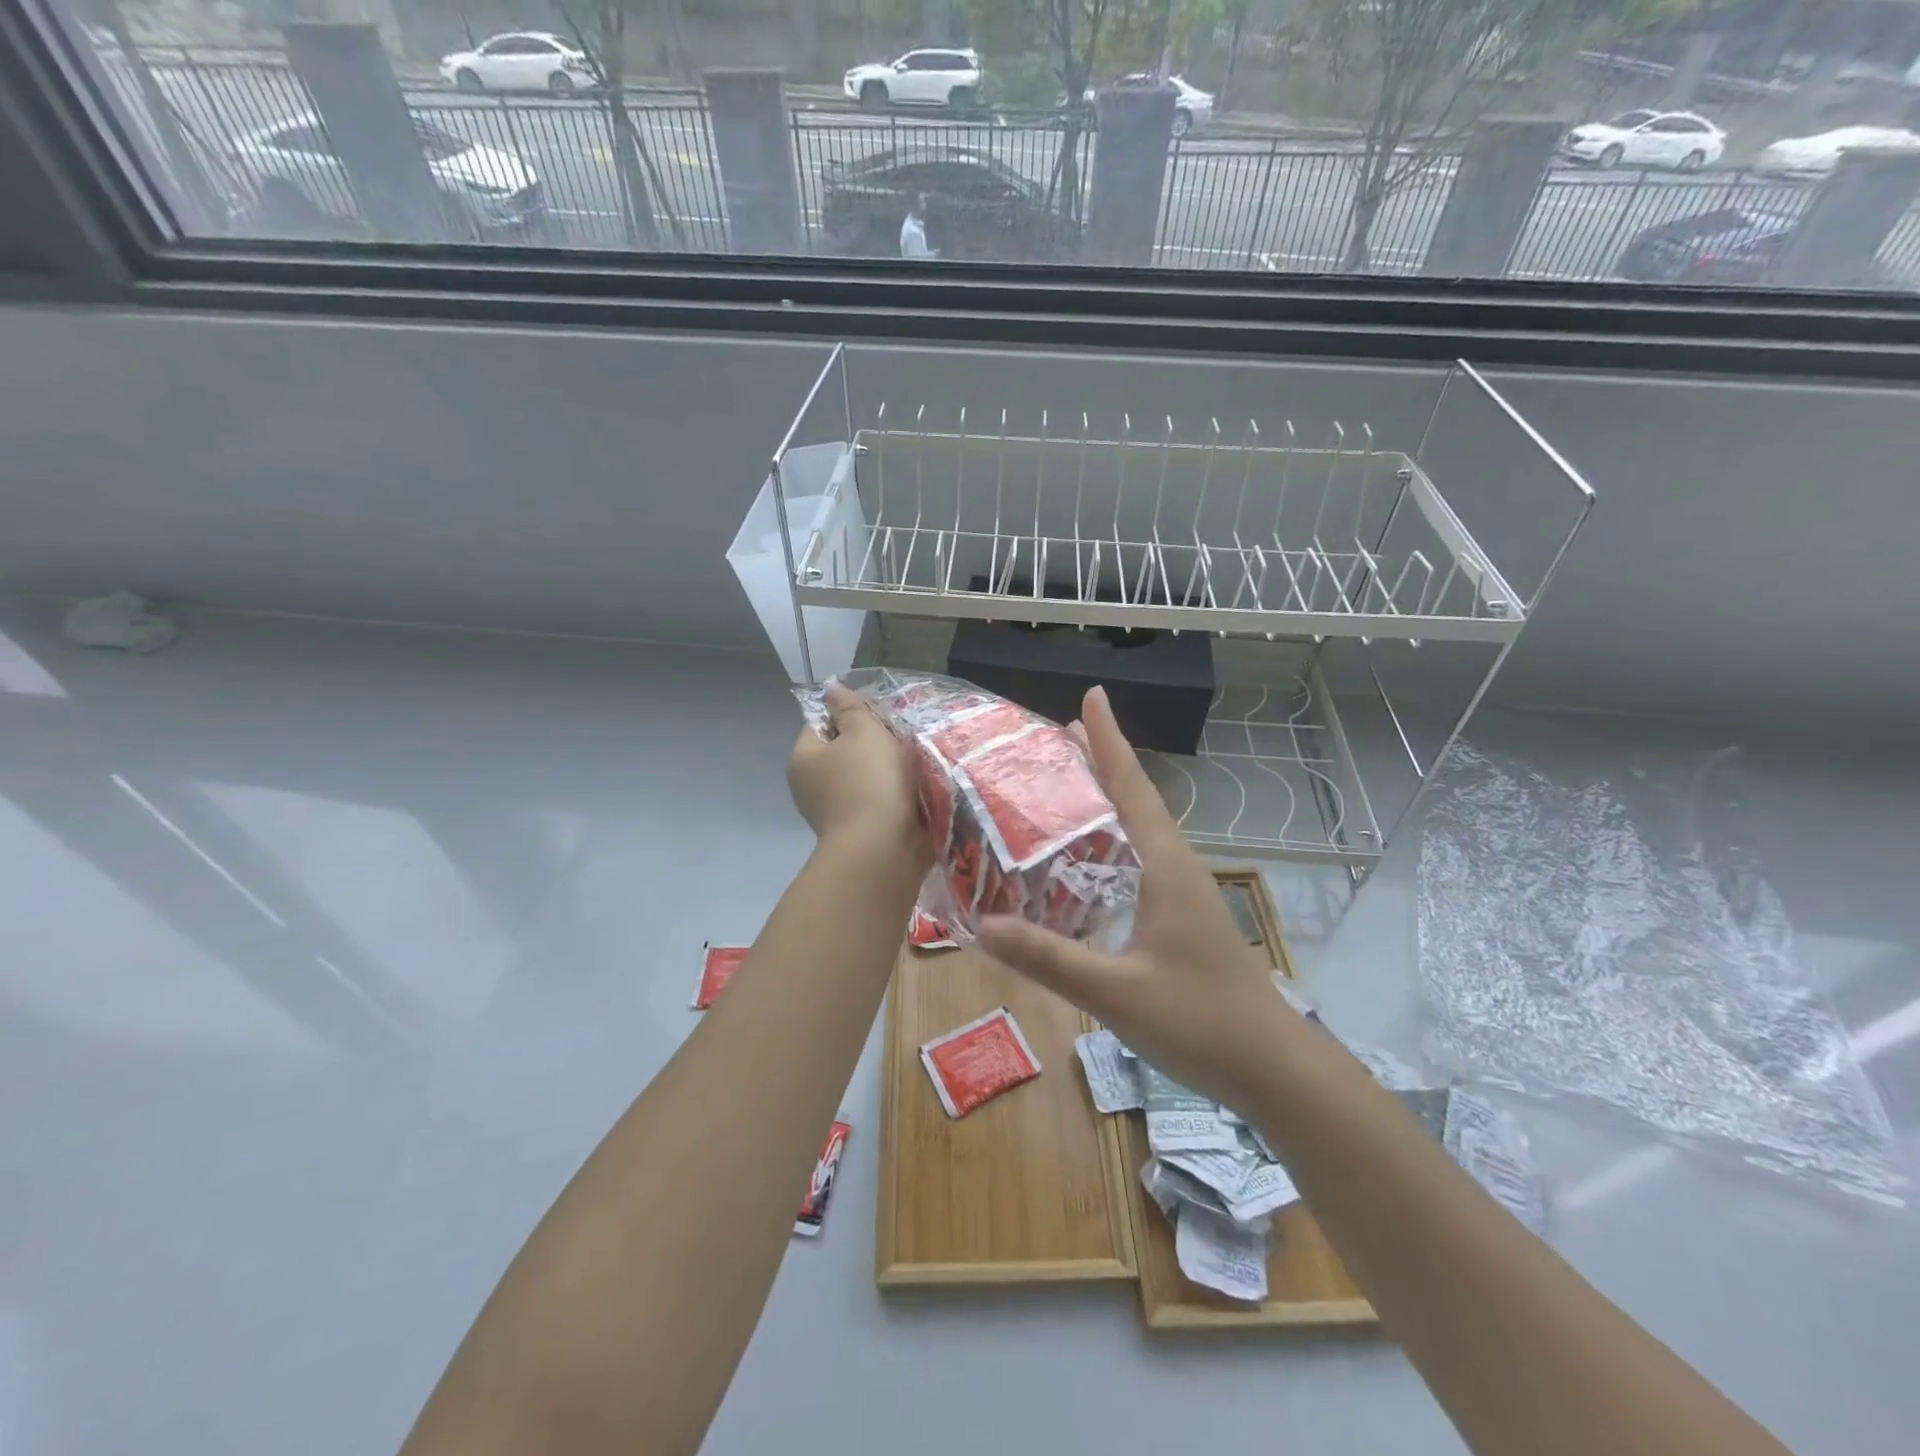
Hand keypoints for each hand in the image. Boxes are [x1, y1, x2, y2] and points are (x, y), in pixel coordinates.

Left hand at [788, 682, 929, 866]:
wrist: (882, 849)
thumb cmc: (870, 782)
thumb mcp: (863, 731)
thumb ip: (849, 707)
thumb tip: (831, 687)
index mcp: (804, 757)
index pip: (821, 722)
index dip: (849, 714)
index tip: (878, 718)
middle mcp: (810, 785)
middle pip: (842, 751)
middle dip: (871, 744)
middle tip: (899, 740)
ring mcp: (832, 812)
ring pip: (861, 777)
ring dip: (885, 772)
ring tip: (912, 766)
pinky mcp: (856, 832)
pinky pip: (874, 802)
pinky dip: (890, 796)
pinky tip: (911, 793)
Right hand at [976, 686, 1303, 1108]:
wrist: (1272, 1068)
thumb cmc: (1200, 1021)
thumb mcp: (1115, 992)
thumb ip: (1048, 958)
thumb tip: (983, 923)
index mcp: (1164, 865)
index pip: (1131, 786)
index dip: (1109, 739)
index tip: (1092, 695)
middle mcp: (1174, 866)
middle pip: (1131, 798)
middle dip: (1097, 763)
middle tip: (1051, 739)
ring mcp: (1180, 892)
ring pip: (1135, 829)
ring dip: (1102, 801)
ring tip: (1059, 787)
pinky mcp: (1179, 916)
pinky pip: (1136, 861)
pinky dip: (1106, 843)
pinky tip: (1080, 864)